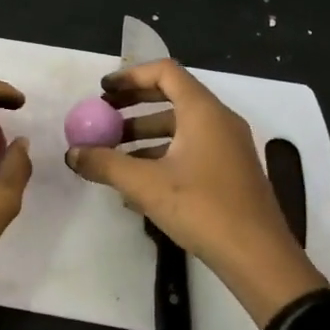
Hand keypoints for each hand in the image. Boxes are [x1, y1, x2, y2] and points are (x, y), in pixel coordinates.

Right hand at [64, 59, 327, 329]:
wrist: (258, 256)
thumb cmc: (202, 209)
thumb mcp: (145, 185)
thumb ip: (105, 164)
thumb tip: (72, 153)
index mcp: (203, 112)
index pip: (165, 72)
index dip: (130, 76)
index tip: (102, 91)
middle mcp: (219, 121)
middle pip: (171, 97)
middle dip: (133, 105)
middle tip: (102, 116)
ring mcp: (228, 147)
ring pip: (179, 127)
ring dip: (143, 134)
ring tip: (111, 154)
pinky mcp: (229, 172)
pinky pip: (190, 150)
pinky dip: (161, 155)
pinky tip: (136, 183)